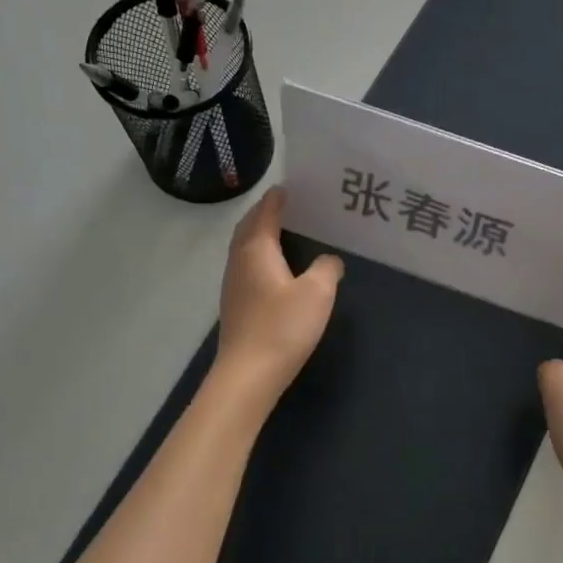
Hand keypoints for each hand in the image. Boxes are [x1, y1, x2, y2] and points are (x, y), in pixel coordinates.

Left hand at [214, 187, 343, 405]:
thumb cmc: (283, 326)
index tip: (287, 189)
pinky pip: (247, 269)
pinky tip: (275, 271)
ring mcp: (233, 286)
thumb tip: (329, 260)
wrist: (249, 374)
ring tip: (281, 233)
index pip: (264, 214)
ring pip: (244, 250)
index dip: (276, 200)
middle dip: (263, 215)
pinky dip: (260, 258)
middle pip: (248, 229)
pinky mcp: (236, 307)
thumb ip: (326, 269)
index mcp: (256, 250)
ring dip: (260, 237)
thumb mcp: (317, 293)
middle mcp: (239, 262)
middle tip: (284, 207)